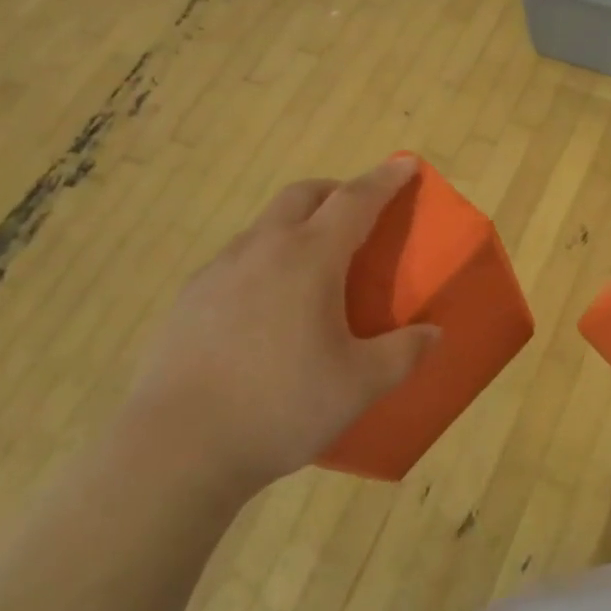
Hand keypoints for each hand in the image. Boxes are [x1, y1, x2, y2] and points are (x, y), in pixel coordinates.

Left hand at [120, 157, 439, 495]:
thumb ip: (403, 353)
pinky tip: (267, 306)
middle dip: (336, 190)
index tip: (405, 163)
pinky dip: (265, 258)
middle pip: (303, 195)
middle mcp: (262, 248)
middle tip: (358, 212)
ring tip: (314, 265)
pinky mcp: (190, 297)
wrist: (177, 447)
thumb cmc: (280, 407)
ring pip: (266, 224)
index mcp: (309, 258)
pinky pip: (238, 258)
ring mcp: (219, 270)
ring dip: (297, 224)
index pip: (356, 200)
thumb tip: (434, 334)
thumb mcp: (359, 386)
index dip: (385, 179)